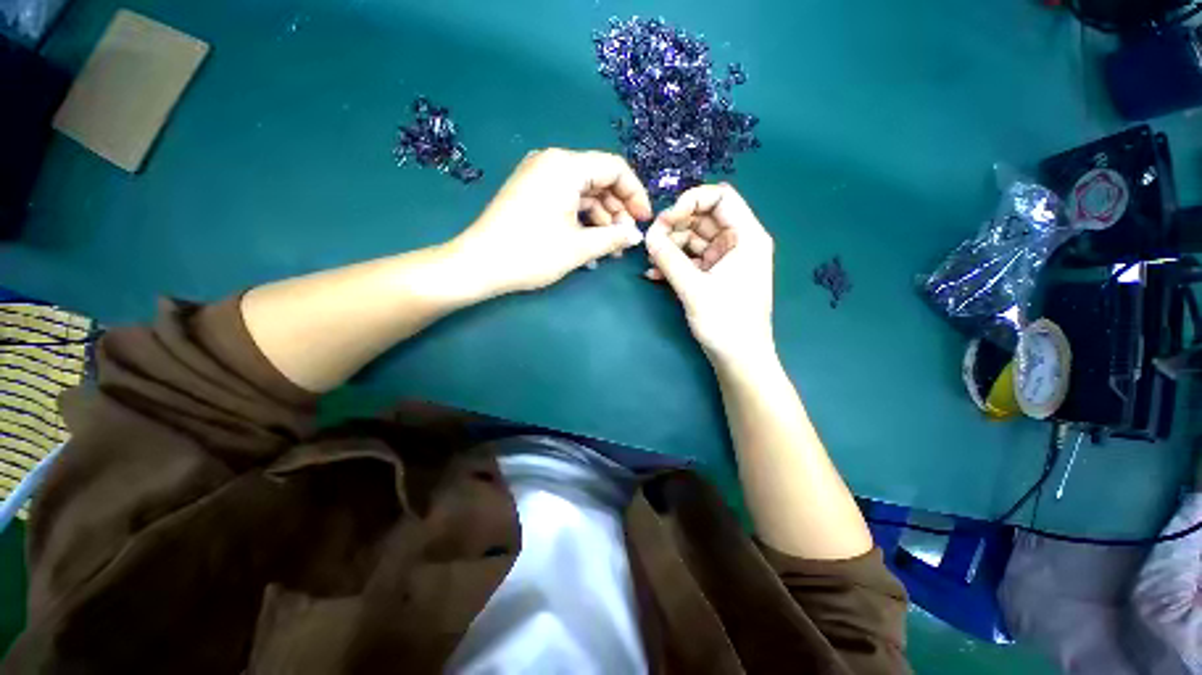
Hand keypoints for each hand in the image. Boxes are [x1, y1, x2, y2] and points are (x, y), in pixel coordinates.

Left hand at [449, 148, 651, 295]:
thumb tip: (636, 235)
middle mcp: (552, 163)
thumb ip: (613, 238)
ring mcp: (538, 178)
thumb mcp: (579, 247)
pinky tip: (589, 247)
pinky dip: (581, 222)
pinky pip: (566, 202)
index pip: (614, 168)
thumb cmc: (532, 253)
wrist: (480, 265)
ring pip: (583, 194)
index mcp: (565, 166)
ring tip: (610, 250)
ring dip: (600, 221)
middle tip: (626, 240)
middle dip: (617, 211)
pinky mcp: (531, 194)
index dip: (635, 195)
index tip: (644, 221)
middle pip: (599, 181)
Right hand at [644, 184, 775, 365]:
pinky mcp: (714, 276)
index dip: (691, 200)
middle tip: (651, 241)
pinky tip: (655, 274)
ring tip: (651, 260)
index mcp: (746, 236)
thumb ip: (669, 259)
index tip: (666, 218)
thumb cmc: (726, 322)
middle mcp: (738, 242)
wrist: (739, 359)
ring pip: (694, 239)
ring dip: (671, 246)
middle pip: (703, 218)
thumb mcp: (694, 288)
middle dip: (675, 226)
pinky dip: (675, 263)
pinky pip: (692, 260)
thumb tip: (648, 236)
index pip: (721, 196)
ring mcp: (725, 260)